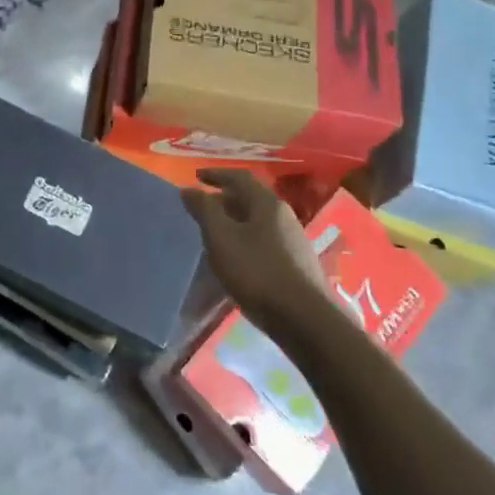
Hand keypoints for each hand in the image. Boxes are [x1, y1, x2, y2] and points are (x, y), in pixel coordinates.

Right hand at [179, 169, 328, 329]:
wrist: (305, 319)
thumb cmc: (258, 272)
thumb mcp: (221, 238)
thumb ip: (205, 210)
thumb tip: (189, 188)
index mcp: (267, 203)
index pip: (239, 177)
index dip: (216, 174)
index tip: (196, 177)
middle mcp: (284, 215)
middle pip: (250, 198)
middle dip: (224, 199)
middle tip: (203, 209)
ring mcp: (294, 240)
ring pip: (258, 221)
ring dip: (235, 221)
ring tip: (216, 234)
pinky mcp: (297, 263)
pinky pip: (265, 240)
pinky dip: (246, 239)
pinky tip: (238, 258)